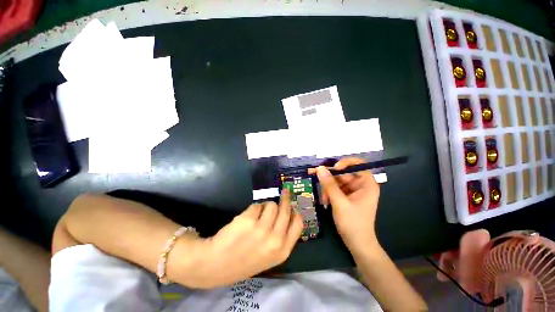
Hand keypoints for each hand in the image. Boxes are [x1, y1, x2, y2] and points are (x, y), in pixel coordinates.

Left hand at [193, 190, 302, 287]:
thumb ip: (281, 237)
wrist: (216, 264)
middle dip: (285, 198)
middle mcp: (275, 240)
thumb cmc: (245, 260)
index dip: (295, 212)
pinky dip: (254, 209)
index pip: (298, 223)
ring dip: (266, 206)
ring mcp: (261, 229)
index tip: (292, 206)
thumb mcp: (269, 255)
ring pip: (271, 204)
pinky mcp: (248, 220)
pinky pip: (257, 205)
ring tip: (258, 214)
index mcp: (282, 250)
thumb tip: (287, 212)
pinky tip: (247, 218)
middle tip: (285, 192)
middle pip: (286, 210)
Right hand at [309, 158, 379, 251]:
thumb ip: (329, 184)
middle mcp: (360, 184)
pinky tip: (325, 201)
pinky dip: (328, 193)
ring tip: (323, 199)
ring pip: (337, 180)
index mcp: (367, 184)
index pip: (357, 164)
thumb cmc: (353, 223)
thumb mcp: (339, 202)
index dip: (345, 163)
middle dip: (330, 178)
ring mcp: (353, 190)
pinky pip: (335, 188)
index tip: (333, 168)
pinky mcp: (346, 195)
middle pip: (343, 172)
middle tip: (315, 177)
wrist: (357, 244)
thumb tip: (320, 168)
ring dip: (327, 188)